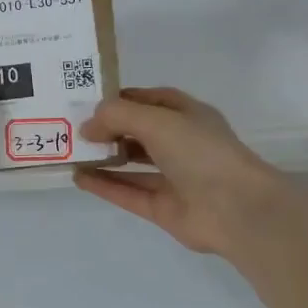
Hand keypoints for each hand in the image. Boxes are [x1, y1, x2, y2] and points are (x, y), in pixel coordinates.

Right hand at [74, 87, 289, 255]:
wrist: (236, 208)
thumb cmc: (200, 151)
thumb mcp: (156, 119)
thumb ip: (117, 116)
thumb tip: (88, 127)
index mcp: (187, 115)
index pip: (149, 100)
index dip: (120, 99)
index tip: (87, 101)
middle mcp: (181, 143)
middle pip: (138, 132)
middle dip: (108, 129)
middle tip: (72, 127)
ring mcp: (173, 177)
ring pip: (132, 164)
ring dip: (104, 158)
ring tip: (72, 152)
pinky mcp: (163, 207)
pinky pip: (128, 192)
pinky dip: (105, 185)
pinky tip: (79, 178)